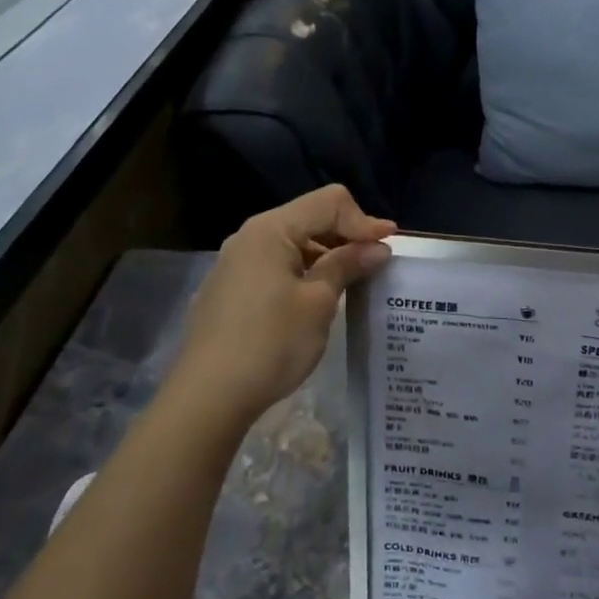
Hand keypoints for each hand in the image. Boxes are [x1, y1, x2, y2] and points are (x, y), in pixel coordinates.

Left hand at [171, 186, 395, 426]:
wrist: (209, 396)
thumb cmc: (271, 344)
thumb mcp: (318, 302)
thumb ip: (347, 265)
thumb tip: (377, 247)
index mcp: (270, 230)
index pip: (329, 203)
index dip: (364, 221)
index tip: (389, 248)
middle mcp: (249, 237)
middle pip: (310, 218)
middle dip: (347, 236)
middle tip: (376, 265)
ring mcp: (235, 263)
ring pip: (294, 244)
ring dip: (327, 257)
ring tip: (353, 284)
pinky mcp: (231, 289)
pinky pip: (277, 266)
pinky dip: (305, 273)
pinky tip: (318, 300)